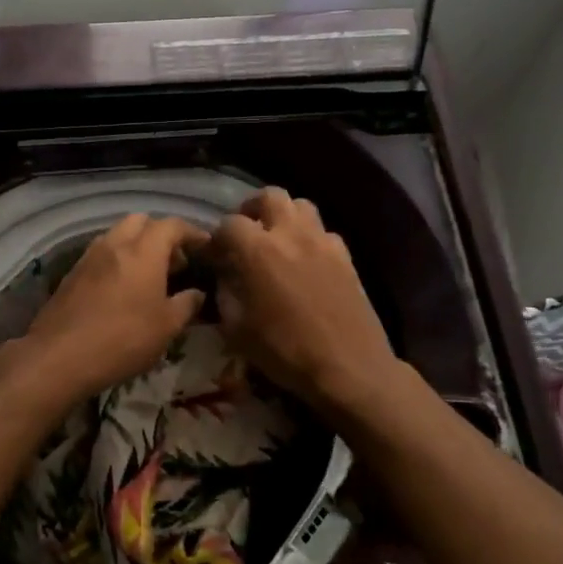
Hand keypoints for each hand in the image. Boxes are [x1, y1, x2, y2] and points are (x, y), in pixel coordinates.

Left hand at [12, 214, 209, 405]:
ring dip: (137, 245)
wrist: (59, 356)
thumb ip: (186, 304)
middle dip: (161, 234)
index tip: (205, 246)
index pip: (172, 226)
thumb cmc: (123, 339)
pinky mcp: (72, 273)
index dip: (192, 232)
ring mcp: (89, 257)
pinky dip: (118, 259)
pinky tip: (123, 287)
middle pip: (141, 221)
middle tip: (175, 261)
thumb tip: (197, 293)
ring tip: (150, 274)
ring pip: (118, 234)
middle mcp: (115, 244)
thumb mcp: (167, 327)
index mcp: (143, 251)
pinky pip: (101, 253)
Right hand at [209, 188, 400, 412]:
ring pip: (301, 205)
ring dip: (284, 216)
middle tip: (246, 233)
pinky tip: (306, 261)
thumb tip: (224, 275)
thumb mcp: (237, 329)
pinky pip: (324, 231)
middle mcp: (291, 234)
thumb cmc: (285, 351)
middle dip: (252, 209)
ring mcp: (323, 241)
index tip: (214, 256)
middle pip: (269, 196)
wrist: (348, 366)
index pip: (229, 224)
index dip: (217, 237)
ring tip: (277, 240)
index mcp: (258, 250)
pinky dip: (310, 237)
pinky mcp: (346, 256)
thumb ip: (225, 293)